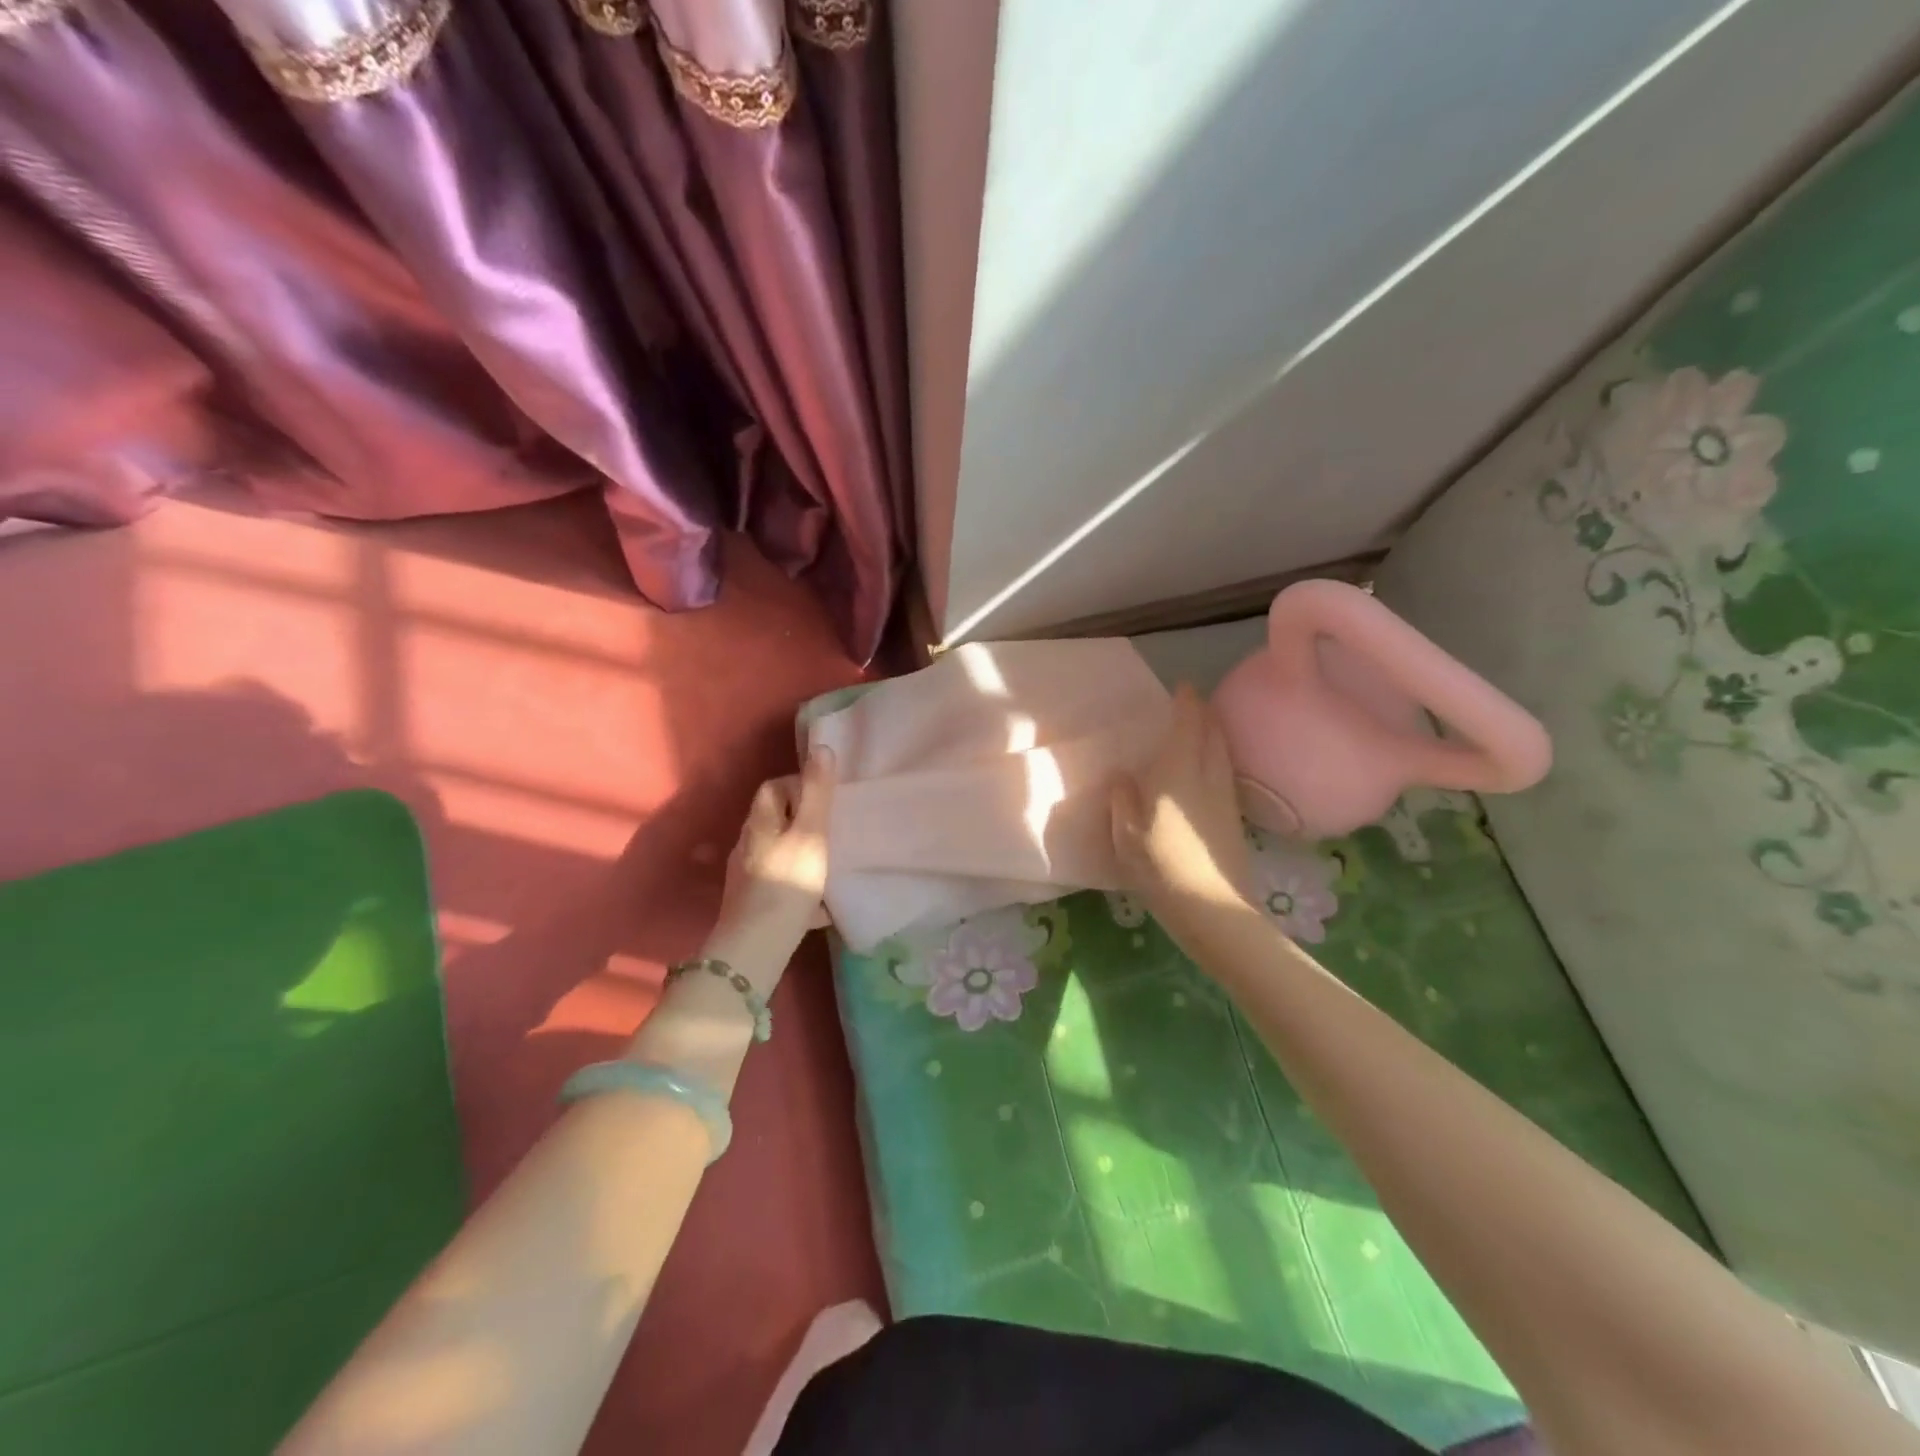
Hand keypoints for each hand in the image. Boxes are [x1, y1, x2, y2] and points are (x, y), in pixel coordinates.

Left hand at [707, 745, 835, 983]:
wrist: (757, 946)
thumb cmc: (788, 881)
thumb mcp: (811, 832)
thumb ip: (818, 792)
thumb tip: (821, 747)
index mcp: (759, 823)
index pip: (772, 787)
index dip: (798, 784)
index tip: (826, 798)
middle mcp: (747, 845)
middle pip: (774, 820)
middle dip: (802, 820)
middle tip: (833, 829)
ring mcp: (746, 877)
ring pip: (777, 853)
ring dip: (801, 852)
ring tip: (830, 863)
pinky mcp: (753, 905)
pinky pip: (780, 885)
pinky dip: (799, 886)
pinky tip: (820, 904)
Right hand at [1110, 685, 1253, 937]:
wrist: (1212, 907)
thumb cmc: (1161, 865)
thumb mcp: (1125, 832)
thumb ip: (1123, 798)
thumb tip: (1123, 776)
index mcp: (1179, 771)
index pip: (1190, 723)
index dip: (1187, 701)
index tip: (1182, 686)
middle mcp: (1208, 775)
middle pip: (1213, 733)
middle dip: (1203, 714)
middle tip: (1189, 705)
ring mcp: (1226, 797)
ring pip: (1222, 752)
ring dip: (1213, 734)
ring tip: (1197, 732)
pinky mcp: (1234, 818)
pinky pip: (1224, 772)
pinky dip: (1216, 758)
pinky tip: (1204, 772)